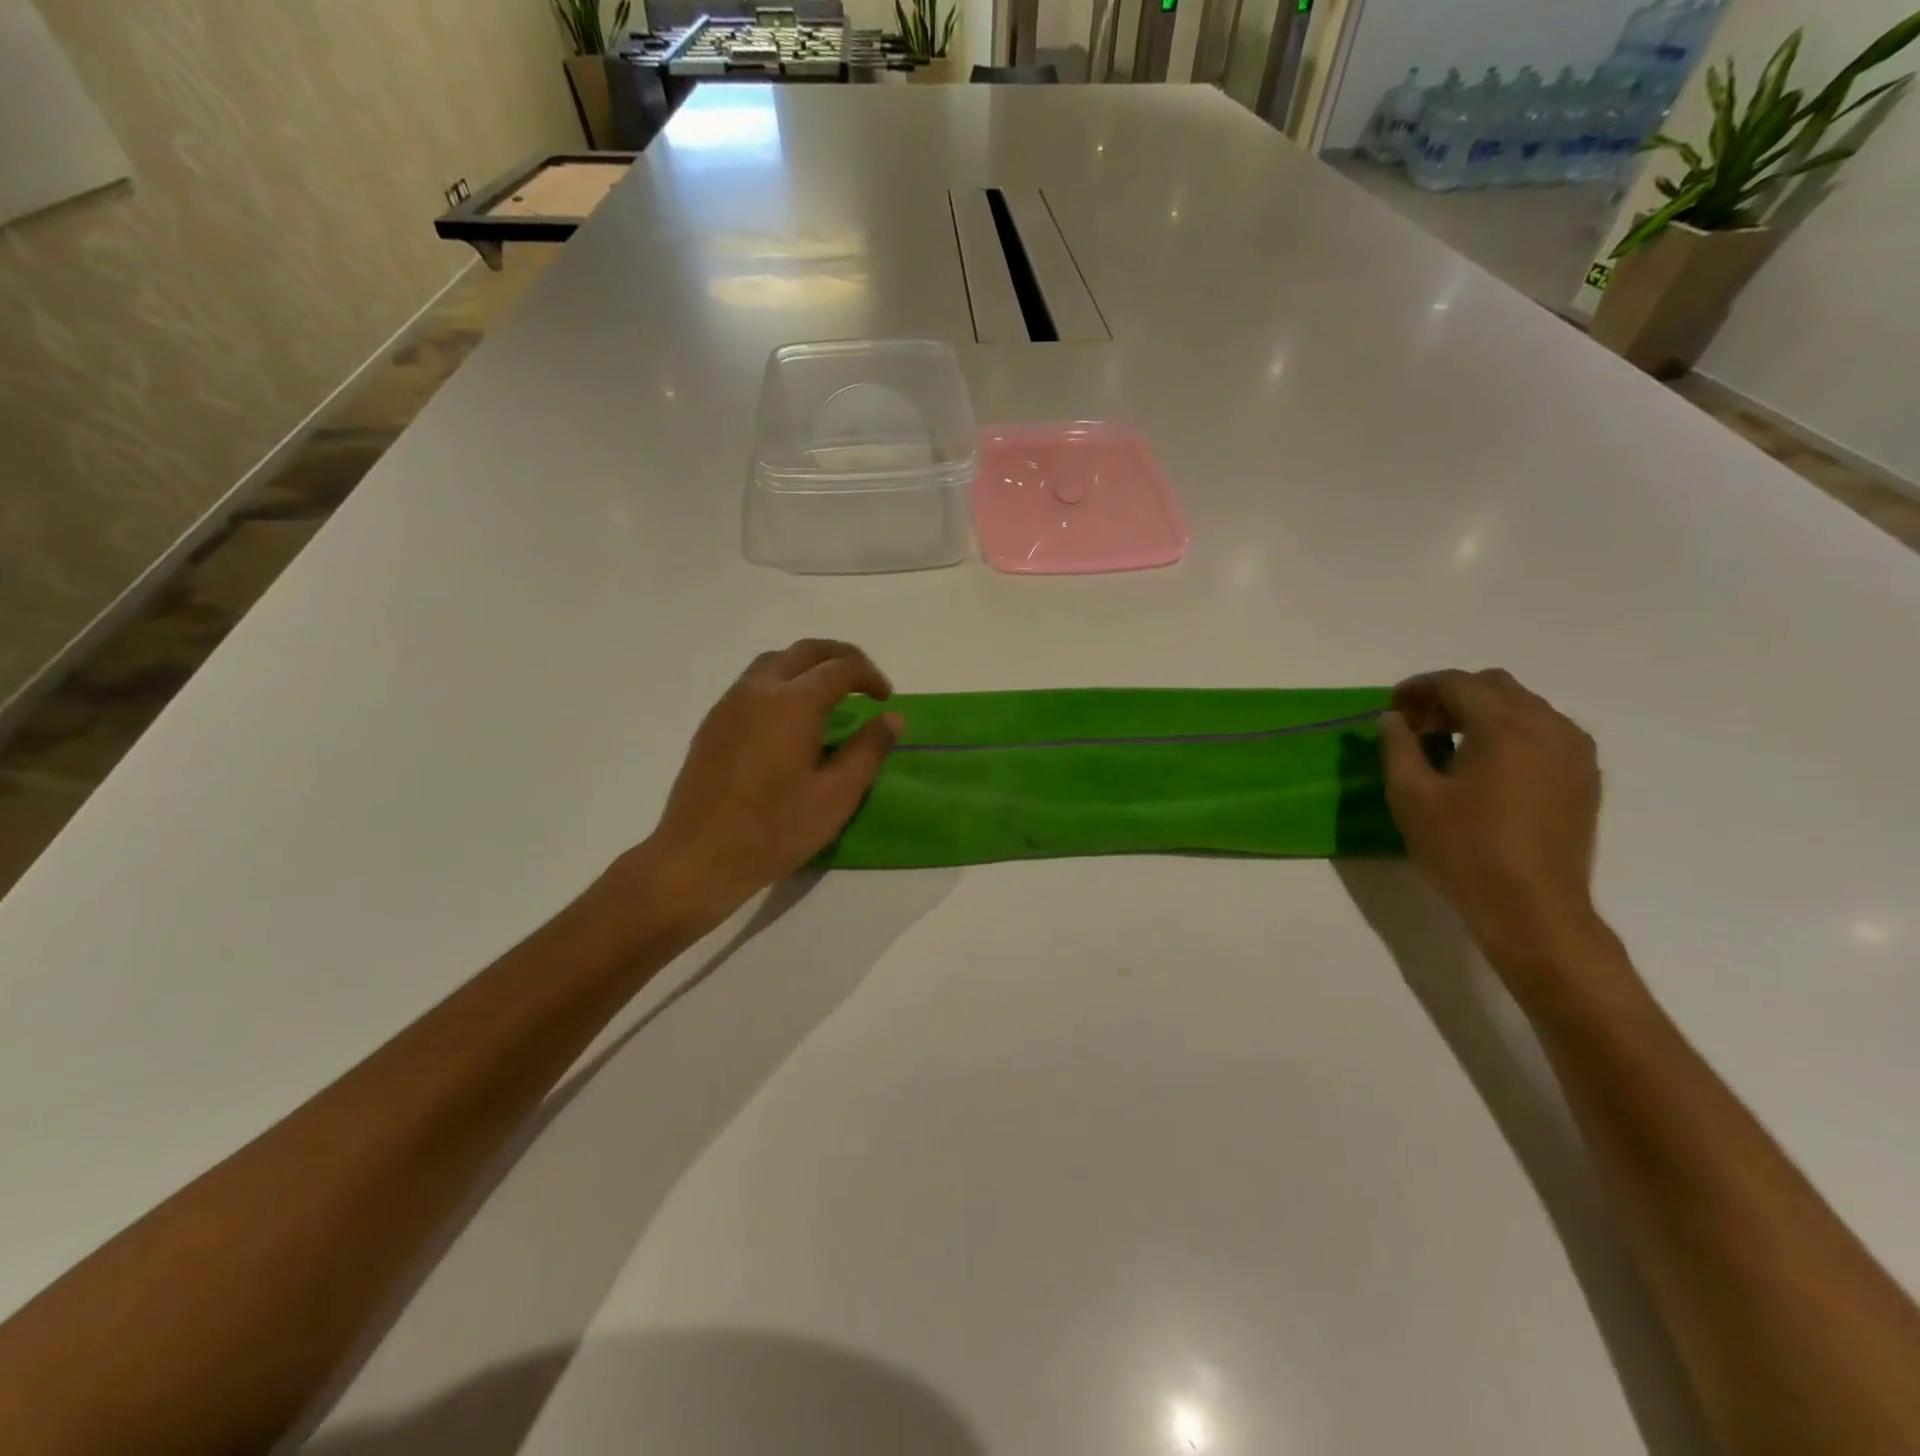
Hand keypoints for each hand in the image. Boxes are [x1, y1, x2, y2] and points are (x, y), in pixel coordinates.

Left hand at [636, 640, 901, 929]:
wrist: (698, 857)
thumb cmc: (774, 830)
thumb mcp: (836, 796)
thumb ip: (868, 750)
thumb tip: (892, 717)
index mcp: (793, 703)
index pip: (840, 668)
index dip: (869, 676)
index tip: (886, 698)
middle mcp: (758, 690)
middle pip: (805, 651)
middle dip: (841, 657)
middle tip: (864, 681)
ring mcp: (729, 704)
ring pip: (774, 662)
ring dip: (808, 665)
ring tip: (830, 694)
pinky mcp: (713, 723)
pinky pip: (752, 683)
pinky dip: (782, 682)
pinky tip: (791, 718)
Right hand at [1379, 669, 1606, 974]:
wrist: (1532, 909)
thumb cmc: (1463, 851)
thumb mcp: (1411, 797)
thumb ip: (1398, 747)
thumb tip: (1393, 718)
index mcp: (1506, 728)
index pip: (1458, 683)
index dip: (1418, 687)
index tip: (1391, 708)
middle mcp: (1549, 727)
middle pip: (1495, 686)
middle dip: (1450, 696)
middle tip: (1417, 725)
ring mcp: (1575, 752)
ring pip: (1524, 706)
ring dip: (1481, 712)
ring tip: (1447, 744)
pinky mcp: (1584, 777)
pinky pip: (1545, 732)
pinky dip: (1509, 732)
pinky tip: (1484, 765)